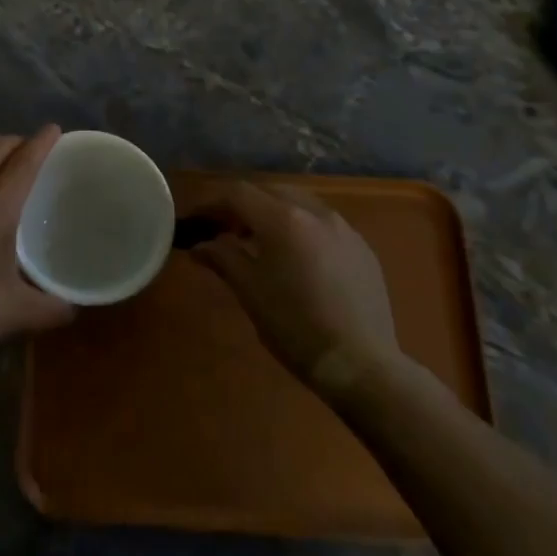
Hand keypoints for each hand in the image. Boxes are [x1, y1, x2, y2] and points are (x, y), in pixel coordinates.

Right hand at [193, 181, 400, 388]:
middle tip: (223, 230)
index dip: (211, 203)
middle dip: (242, 205)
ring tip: (259, 241)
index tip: (194, 220)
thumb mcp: (250, 291)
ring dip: (272, 213)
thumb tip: (199, 245)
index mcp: (282, 219)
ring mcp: (343, 228)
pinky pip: (323, 223)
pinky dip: (301, 227)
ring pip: (299, 203)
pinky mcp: (362, 248)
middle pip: (269, 191)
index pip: (237, 193)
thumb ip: (222, 258)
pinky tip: (296, 257)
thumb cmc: (295, 326)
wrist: (361, 364)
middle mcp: (314, 212)